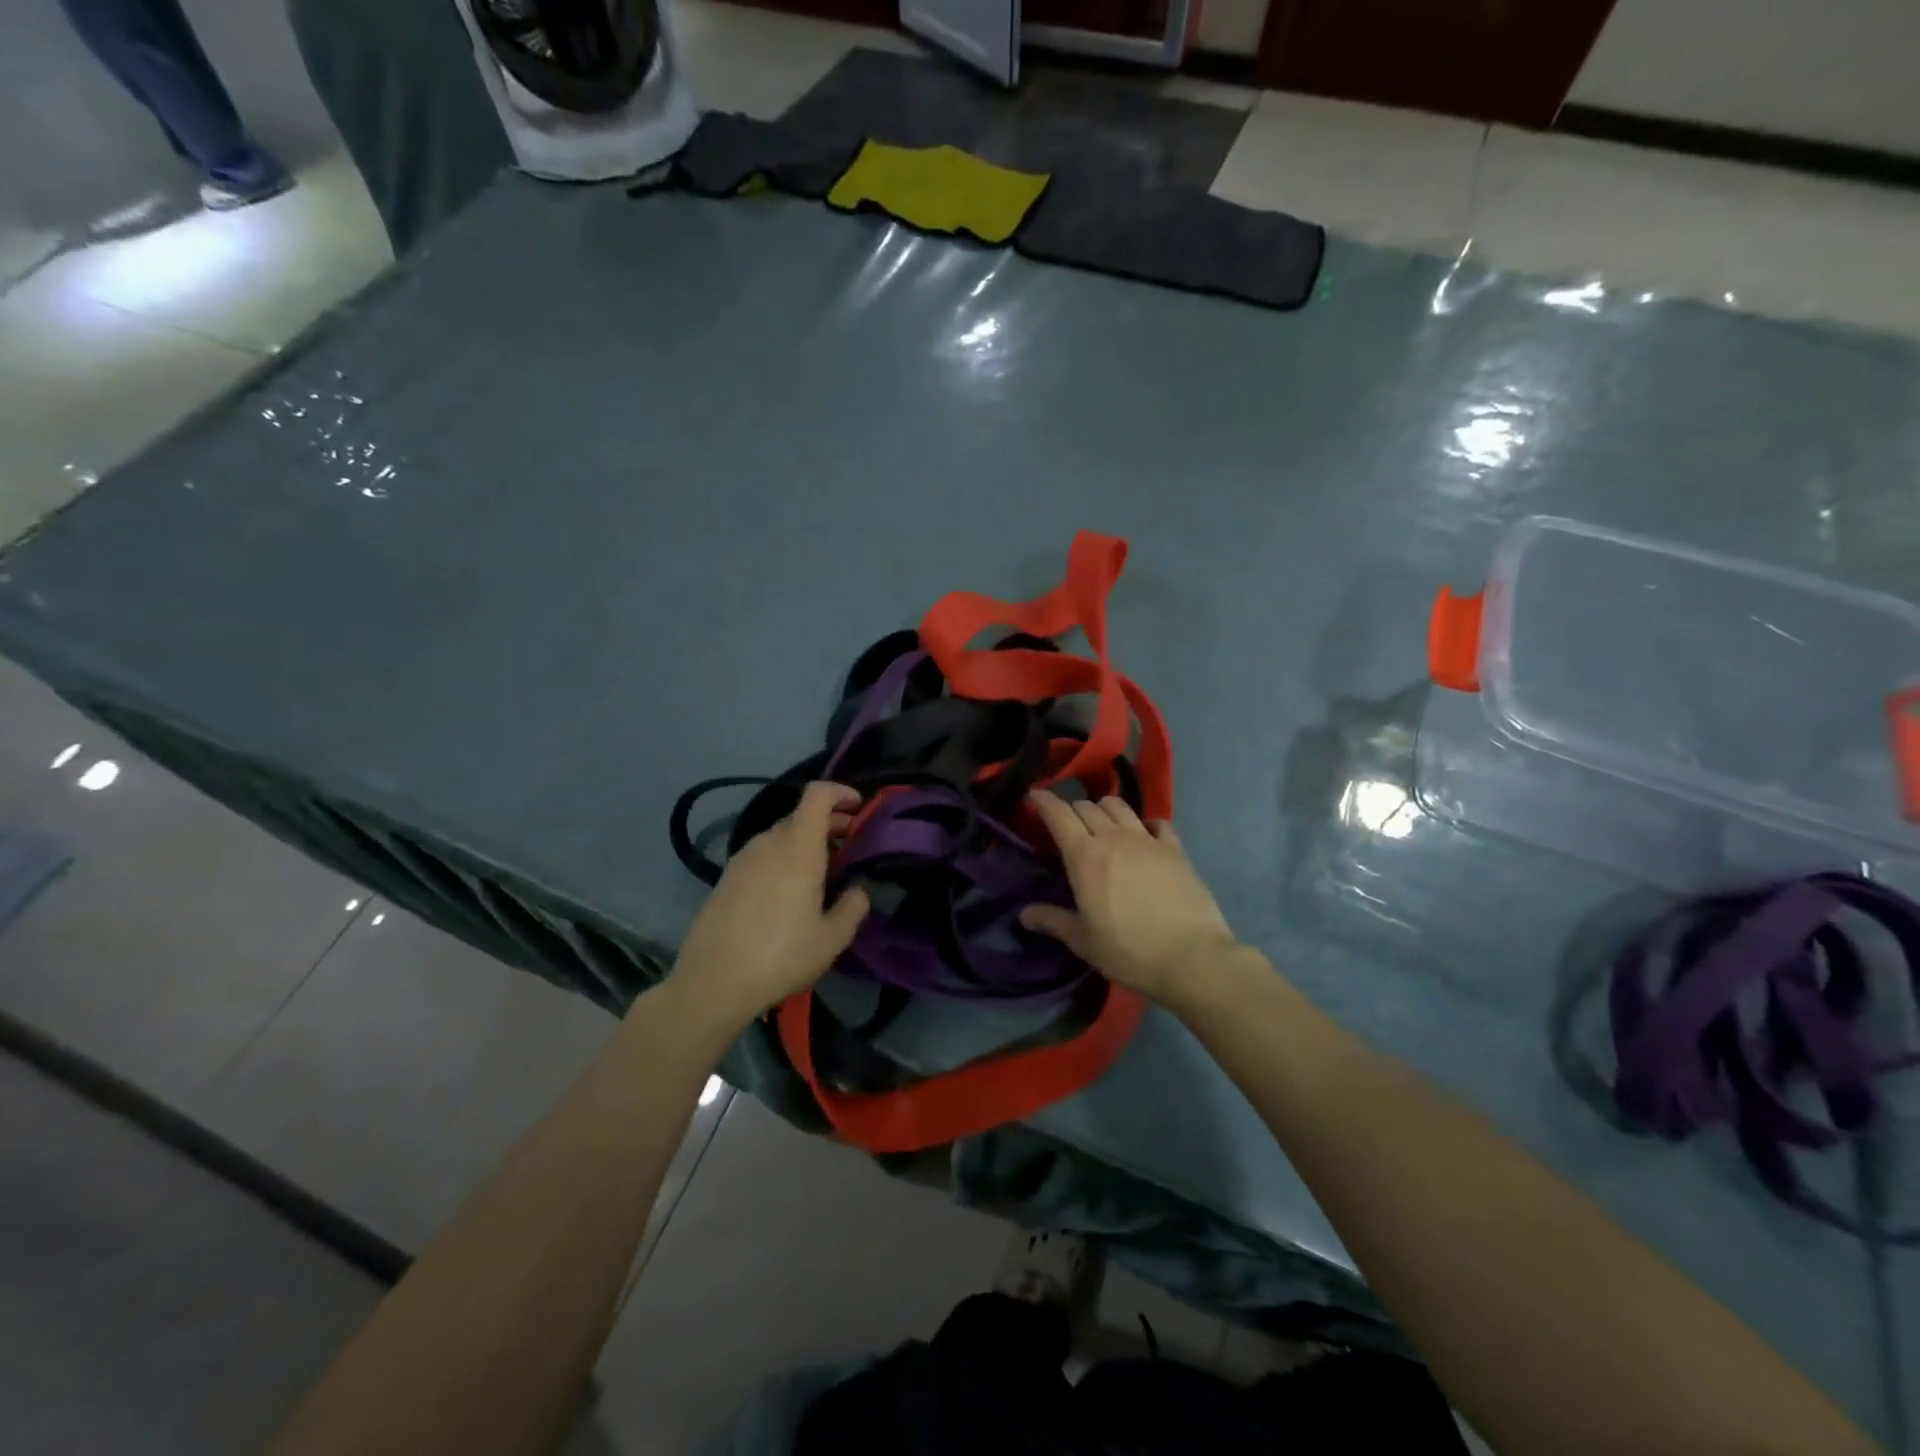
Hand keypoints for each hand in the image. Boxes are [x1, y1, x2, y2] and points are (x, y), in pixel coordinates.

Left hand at [672, 782, 869, 1022]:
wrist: (713, 982)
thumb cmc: (782, 955)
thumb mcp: (832, 938)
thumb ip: (853, 906)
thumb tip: (858, 889)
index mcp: (798, 847)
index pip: (817, 795)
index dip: (840, 792)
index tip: (858, 807)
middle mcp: (768, 843)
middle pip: (801, 816)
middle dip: (829, 823)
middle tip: (849, 846)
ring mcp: (743, 859)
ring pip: (780, 837)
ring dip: (804, 843)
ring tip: (821, 873)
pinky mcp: (726, 878)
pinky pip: (762, 855)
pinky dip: (782, 859)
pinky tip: (788, 893)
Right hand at [1020, 789, 1236, 1004]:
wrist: (1192, 958)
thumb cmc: (1128, 951)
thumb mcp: (1083, 941)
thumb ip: (1053, 921)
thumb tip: (1024, 914)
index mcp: (1084, 856)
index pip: (1058, 814)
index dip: (1043, 801)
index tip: (1034, 796)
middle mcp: (1114, 838)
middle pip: (1087, 806)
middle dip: (1072, 810)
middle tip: (1067, 825)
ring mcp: (1148, 840)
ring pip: (1119, 806)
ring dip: (1104, 809)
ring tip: (1102, 824)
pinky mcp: (1176, 849)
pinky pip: (1157, 821)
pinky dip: (1145, 822)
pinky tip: (1145, 835)